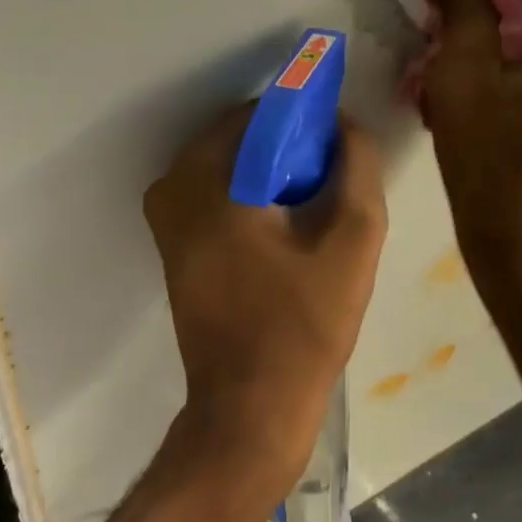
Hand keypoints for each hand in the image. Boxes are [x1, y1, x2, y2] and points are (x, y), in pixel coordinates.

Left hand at [144, 104, 387, 504]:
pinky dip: (249, 192)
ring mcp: (165, 218)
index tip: (338, 140)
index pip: (259, 114)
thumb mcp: (351, 244)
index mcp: (207, 181)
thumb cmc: (302, 328)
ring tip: (314, 202)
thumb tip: (344, 124)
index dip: (305, 117)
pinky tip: (286, 225)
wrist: (249, 408)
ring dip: (270, 170)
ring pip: (226, 164)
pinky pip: (213, 192)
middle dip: (288, 144)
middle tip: (331, 175)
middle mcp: (172, 188)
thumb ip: (356, 170)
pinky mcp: (171, 244)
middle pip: (239, 137)